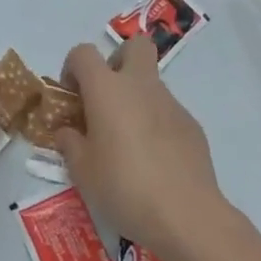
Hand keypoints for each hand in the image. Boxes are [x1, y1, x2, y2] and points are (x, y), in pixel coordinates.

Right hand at [55, 37, 227, 258]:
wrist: (186, 215)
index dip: (72, 68)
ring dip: (136, 98)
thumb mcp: (82, 171)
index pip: (83, 53)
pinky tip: (154, 160)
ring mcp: (171, 104)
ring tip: (128, 142)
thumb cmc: (123, 186)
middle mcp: (140, 86)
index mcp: (106, 89)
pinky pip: (168, 112)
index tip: (72, 97)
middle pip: (134, 45)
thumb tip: (68, 132)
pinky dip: (156, 124)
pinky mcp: (192, 126)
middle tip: (106, 97)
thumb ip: (70, 143)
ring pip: (151, 82)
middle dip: (117, 61)